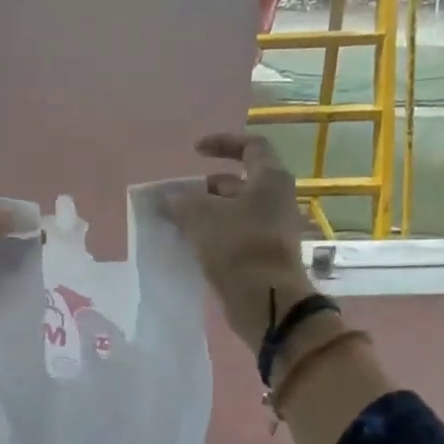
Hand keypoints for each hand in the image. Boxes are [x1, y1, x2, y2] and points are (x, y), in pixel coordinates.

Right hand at [163, 133, 315, 345]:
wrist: (266, 300)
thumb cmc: (238, 246)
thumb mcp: (201, 217)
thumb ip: (180, 202)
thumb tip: (166, 199)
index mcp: (270, 179)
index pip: (250, 146)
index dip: (222, 143)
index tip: (195, 151)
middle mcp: (276, 200)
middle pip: (239, 183)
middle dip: (206, 188)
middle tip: (179, 198)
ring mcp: (272, 229)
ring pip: (235, 212)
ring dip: (207, 214)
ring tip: (178, 223)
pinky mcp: (264, 255)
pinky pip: (236, 236)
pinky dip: (214, 235)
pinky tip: (191, 245)